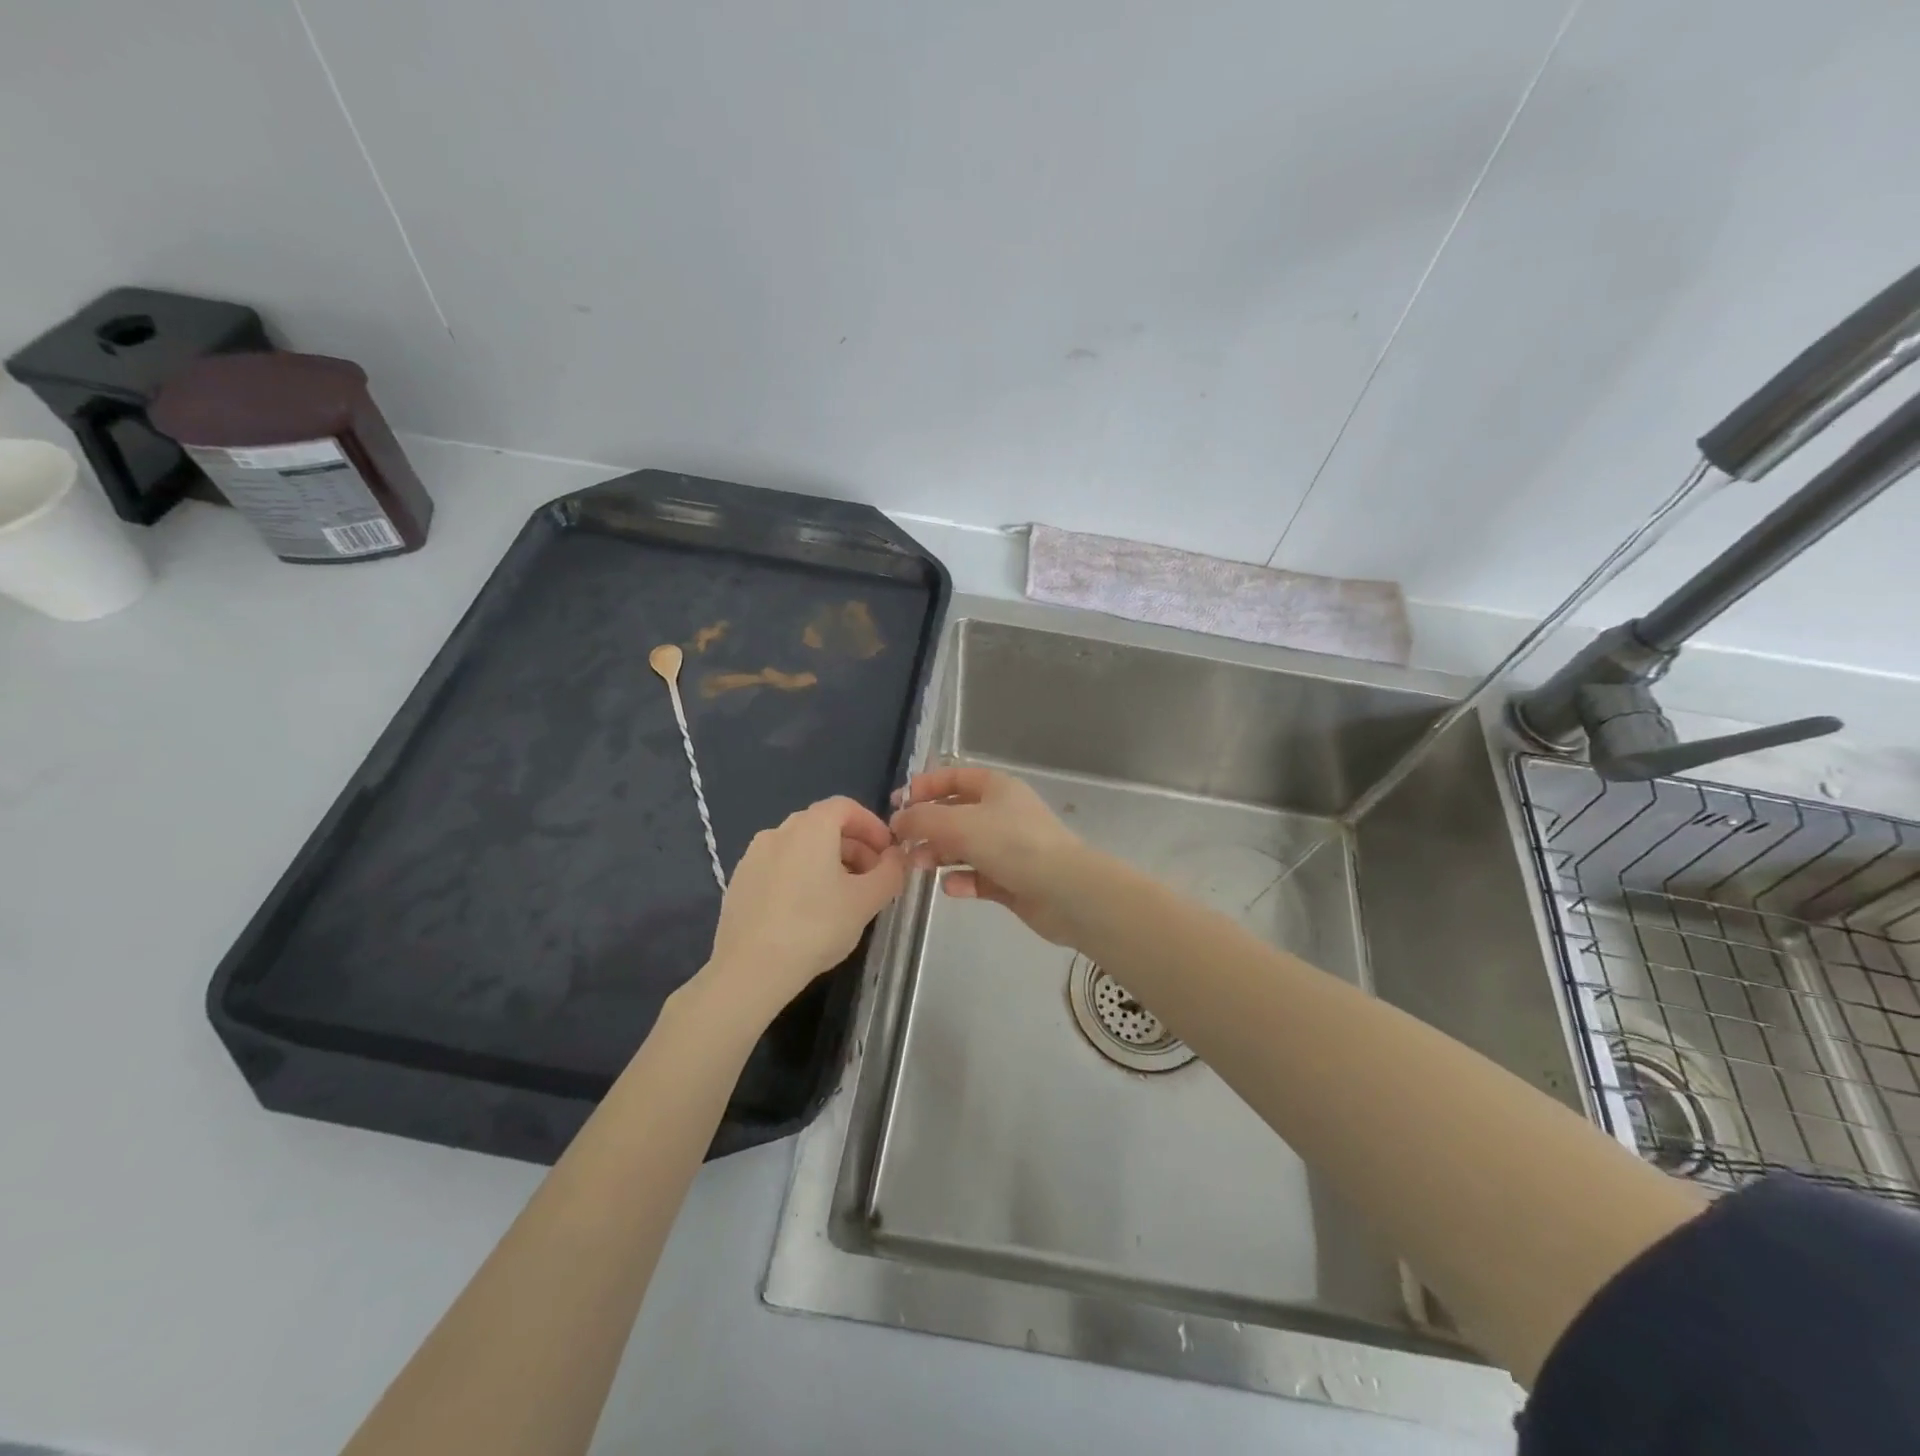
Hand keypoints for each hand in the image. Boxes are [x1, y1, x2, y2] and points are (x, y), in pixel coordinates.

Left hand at [697, 797, 906, 1022]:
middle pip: (823, 826)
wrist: (750, 969)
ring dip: (828, 862)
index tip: (888, 853)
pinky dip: (801, 875)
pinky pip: (780, 866)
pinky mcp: (740, 882)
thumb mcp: (866, 901)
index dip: (872, 826)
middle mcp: (779, 831)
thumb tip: (897, 857)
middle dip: (854, 846)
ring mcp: (754, 856)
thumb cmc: (816, 927)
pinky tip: (809, 911)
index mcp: (811, 827)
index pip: (846, 807)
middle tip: (872, 877)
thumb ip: (890, 872)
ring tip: (843, 896)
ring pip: (800, 847)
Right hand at [889, 765, 1087, 944]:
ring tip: (920, 866)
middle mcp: (1003, 813)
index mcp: (996, 787)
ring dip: (940, 854)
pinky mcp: (1013, 880)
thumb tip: (897, 820)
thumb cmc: (1012, 844)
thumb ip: (923, 819)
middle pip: (956, 813)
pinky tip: (952, 888)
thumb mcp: (960, 824)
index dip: (924, 787)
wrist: (1066, 891)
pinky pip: (979, 876)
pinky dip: (963, 880)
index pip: (954, 777)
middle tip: (903, 844)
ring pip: (965, 847)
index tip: (896, 804)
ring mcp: (1009, 847)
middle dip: (927, 827)